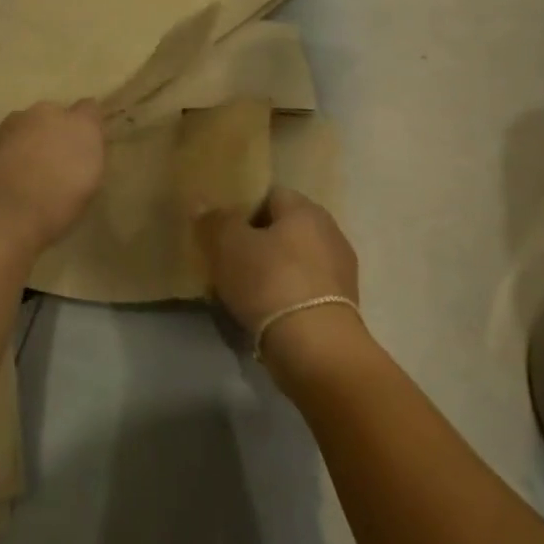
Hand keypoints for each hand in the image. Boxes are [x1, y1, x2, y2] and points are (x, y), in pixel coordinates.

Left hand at [0, 100, 106, 248]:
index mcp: (80, 124)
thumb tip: (84, 151)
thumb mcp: (89, 186)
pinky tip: (11, 177)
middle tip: (57, 161)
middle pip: (55, 115)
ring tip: (30, 171)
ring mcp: (14, 123)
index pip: (90, 108)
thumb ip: (89, 158)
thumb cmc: (56, 205)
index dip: (88, 125)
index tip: (87, 144)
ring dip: (32, 140)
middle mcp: (47, 113)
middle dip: (57, 131)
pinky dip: (11, 152)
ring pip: (29, 126)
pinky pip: (9, 140)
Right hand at [198, 187, 358, 337]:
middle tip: (227, 260)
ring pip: (294, 260)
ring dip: (271, 270)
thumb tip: (202, 202)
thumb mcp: (229, 245)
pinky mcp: (341, 306)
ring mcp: (340, 270)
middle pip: (283, 228)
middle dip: (256, 241)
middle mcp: (329, 232)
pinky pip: (303, 289)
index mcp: (306, 209)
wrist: (316, 349)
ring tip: (242, 290)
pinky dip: (285, 296)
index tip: (221, 229)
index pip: (270, 195)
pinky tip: (265, 312)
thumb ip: (215, 220)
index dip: (243, 207)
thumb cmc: (271, 282)